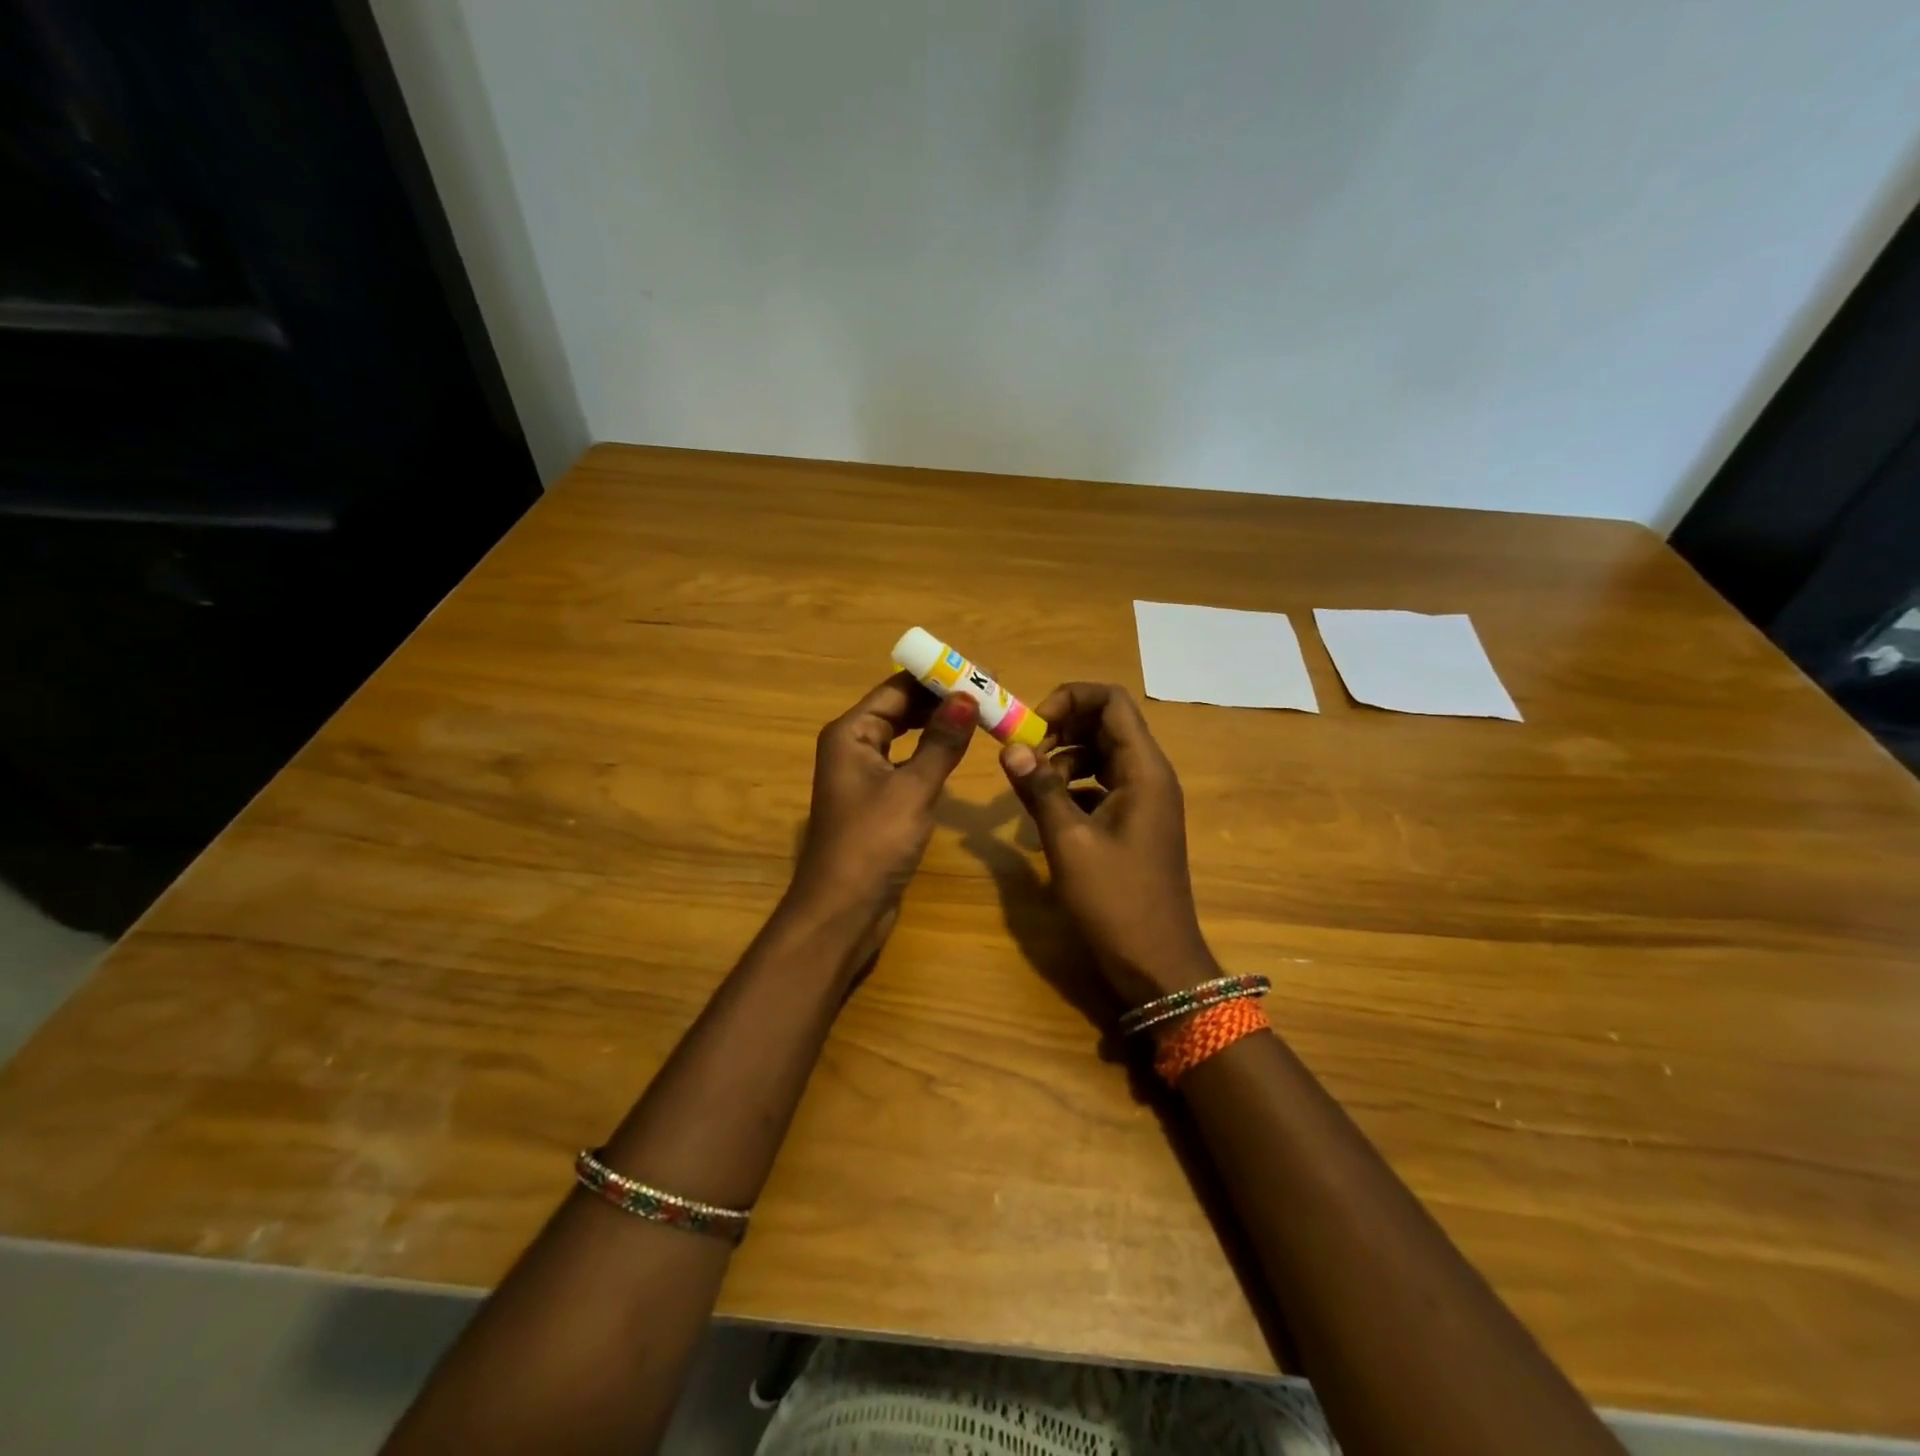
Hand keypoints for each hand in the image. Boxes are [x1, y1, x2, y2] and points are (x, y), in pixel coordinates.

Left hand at [786, 672, 977, 968]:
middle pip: (899, 709)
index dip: (937, 678)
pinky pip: (906, 764)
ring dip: (938, 726)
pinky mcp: (876, 802)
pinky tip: (957, 753)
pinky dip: (931, 754)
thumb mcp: (913, 789)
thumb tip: (966, 696)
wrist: (843, 911)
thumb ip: (941, 742)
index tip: (980, 672)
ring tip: (980, 715)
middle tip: (989, 693)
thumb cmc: (873, 843)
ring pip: (904, 737)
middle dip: (941, 700)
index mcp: (851, 733)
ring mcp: (863, 776)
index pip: (897, 689)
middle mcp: (852, 747)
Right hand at [998, 683, 1216, 1007]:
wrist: (1157, 964)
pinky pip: (1101, 786)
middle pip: (1106, 725)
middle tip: (1023, 755)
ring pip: (1101, 755)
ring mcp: (1144, 801)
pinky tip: (1047, 814)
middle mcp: (1149, 776)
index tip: (1032, 726)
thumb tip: (1010, 747)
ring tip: (1031, 787)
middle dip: (1061, 729)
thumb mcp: (1069, 842)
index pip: (1112, 702)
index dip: (1070, 700)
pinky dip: (1073, 787)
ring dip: (1064, 760)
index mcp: (1143, 770)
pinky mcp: (1134, 824)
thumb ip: (1040, 789)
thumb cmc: (1116, 901)